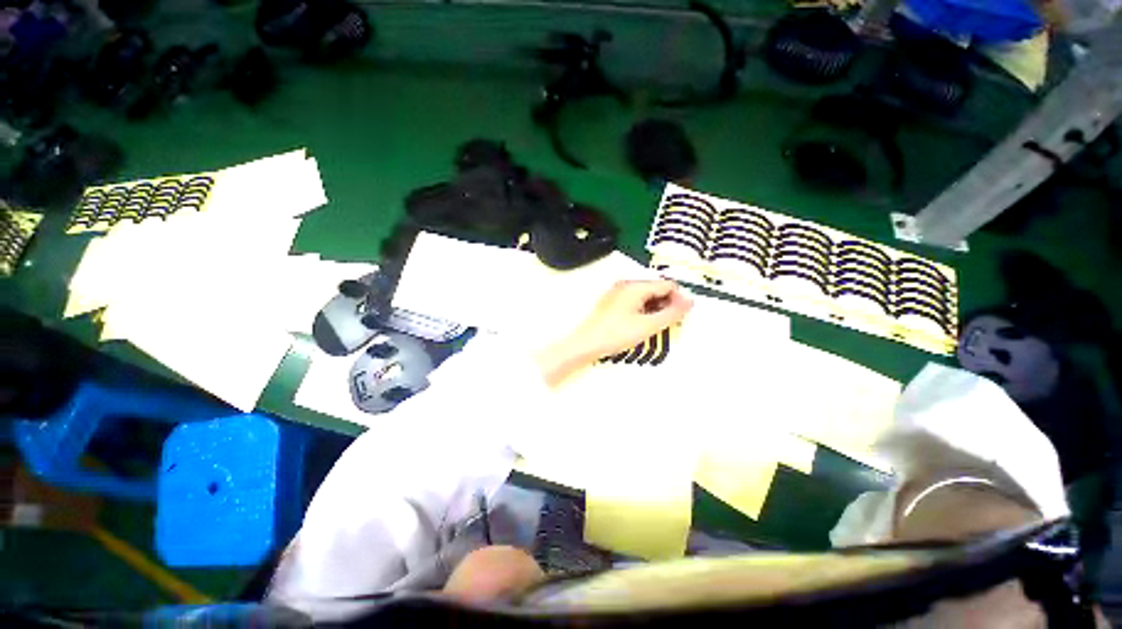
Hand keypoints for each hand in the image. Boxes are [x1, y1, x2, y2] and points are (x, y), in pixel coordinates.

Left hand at [535, 280, 692, 385]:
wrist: (585, 344)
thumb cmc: (616, 334)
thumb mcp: (648, 326)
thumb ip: (671, 314)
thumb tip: (691, 302)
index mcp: (635, 286)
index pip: (667, 285)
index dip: (679, 299)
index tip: (681, 317)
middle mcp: (626, 284)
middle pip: (656, 289)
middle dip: (667, 304)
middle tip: (669, 324)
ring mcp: (617, 292)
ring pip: (646, 296)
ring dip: (656, 308)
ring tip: (655, 327)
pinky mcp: (612, 302)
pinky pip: (635, 301)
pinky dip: (643, 311)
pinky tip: (642, 325)